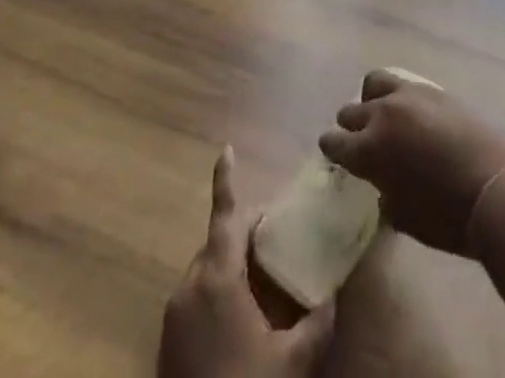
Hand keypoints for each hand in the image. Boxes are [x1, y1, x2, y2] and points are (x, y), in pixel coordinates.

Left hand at [158, 147, 334, 377]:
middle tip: (277, 239)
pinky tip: (244, 319)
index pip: (224, 216)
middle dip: (245, 233)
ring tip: (265, 280)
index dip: (225, 180)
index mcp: (216, 279)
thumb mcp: (292, 363)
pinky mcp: (168, 347)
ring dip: (232, 266)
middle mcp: (189, 289)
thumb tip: (336, 293)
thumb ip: (317, 322)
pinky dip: (219, 293)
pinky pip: (196, 300)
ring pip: (206, 272)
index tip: (226, 148)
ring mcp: (174, 319)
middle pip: (218, 242)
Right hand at [317, 69, 504, 256]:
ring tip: (382, 115)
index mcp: (368, 150)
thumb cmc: (444, 217)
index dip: (332, 150)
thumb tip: (382, 185)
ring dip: (371, 99)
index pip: (334, 143)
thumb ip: (384, 194)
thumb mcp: (402, 217)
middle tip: (359, 140)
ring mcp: (408, 96)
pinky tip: (411, 113)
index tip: (335, 155)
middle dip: (350, 126)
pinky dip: (399, 96)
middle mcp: (382, 115)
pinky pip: (404, 84)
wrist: (491, 189)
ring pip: (374, 83)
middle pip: (351, 111)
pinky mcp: (433, 89)